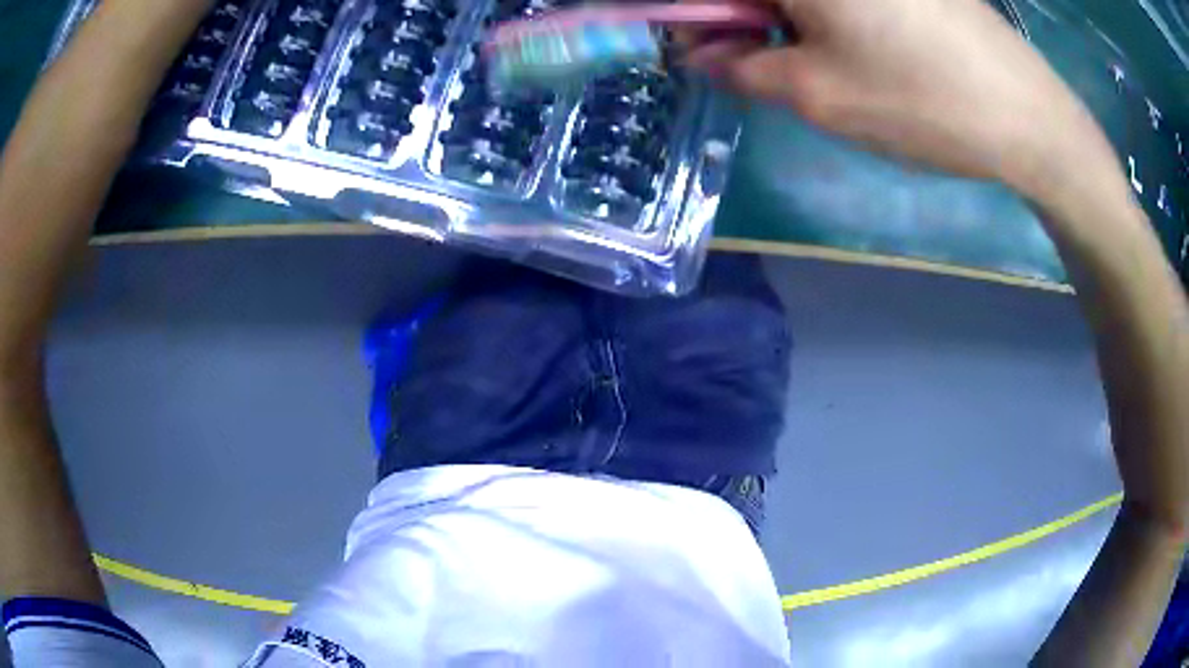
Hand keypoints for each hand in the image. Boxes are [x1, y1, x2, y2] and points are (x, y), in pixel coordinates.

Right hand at [684, 0, 1115, 199]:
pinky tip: (845, 42)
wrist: (1027, 115)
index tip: (689, 43)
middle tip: (741, 56)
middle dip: (734, 14)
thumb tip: (700, 55)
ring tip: (799, 56)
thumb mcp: (817, 94)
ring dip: (778, 15)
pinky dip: (820, 12)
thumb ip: (740, 67)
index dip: (687, 12)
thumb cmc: (921, 101)